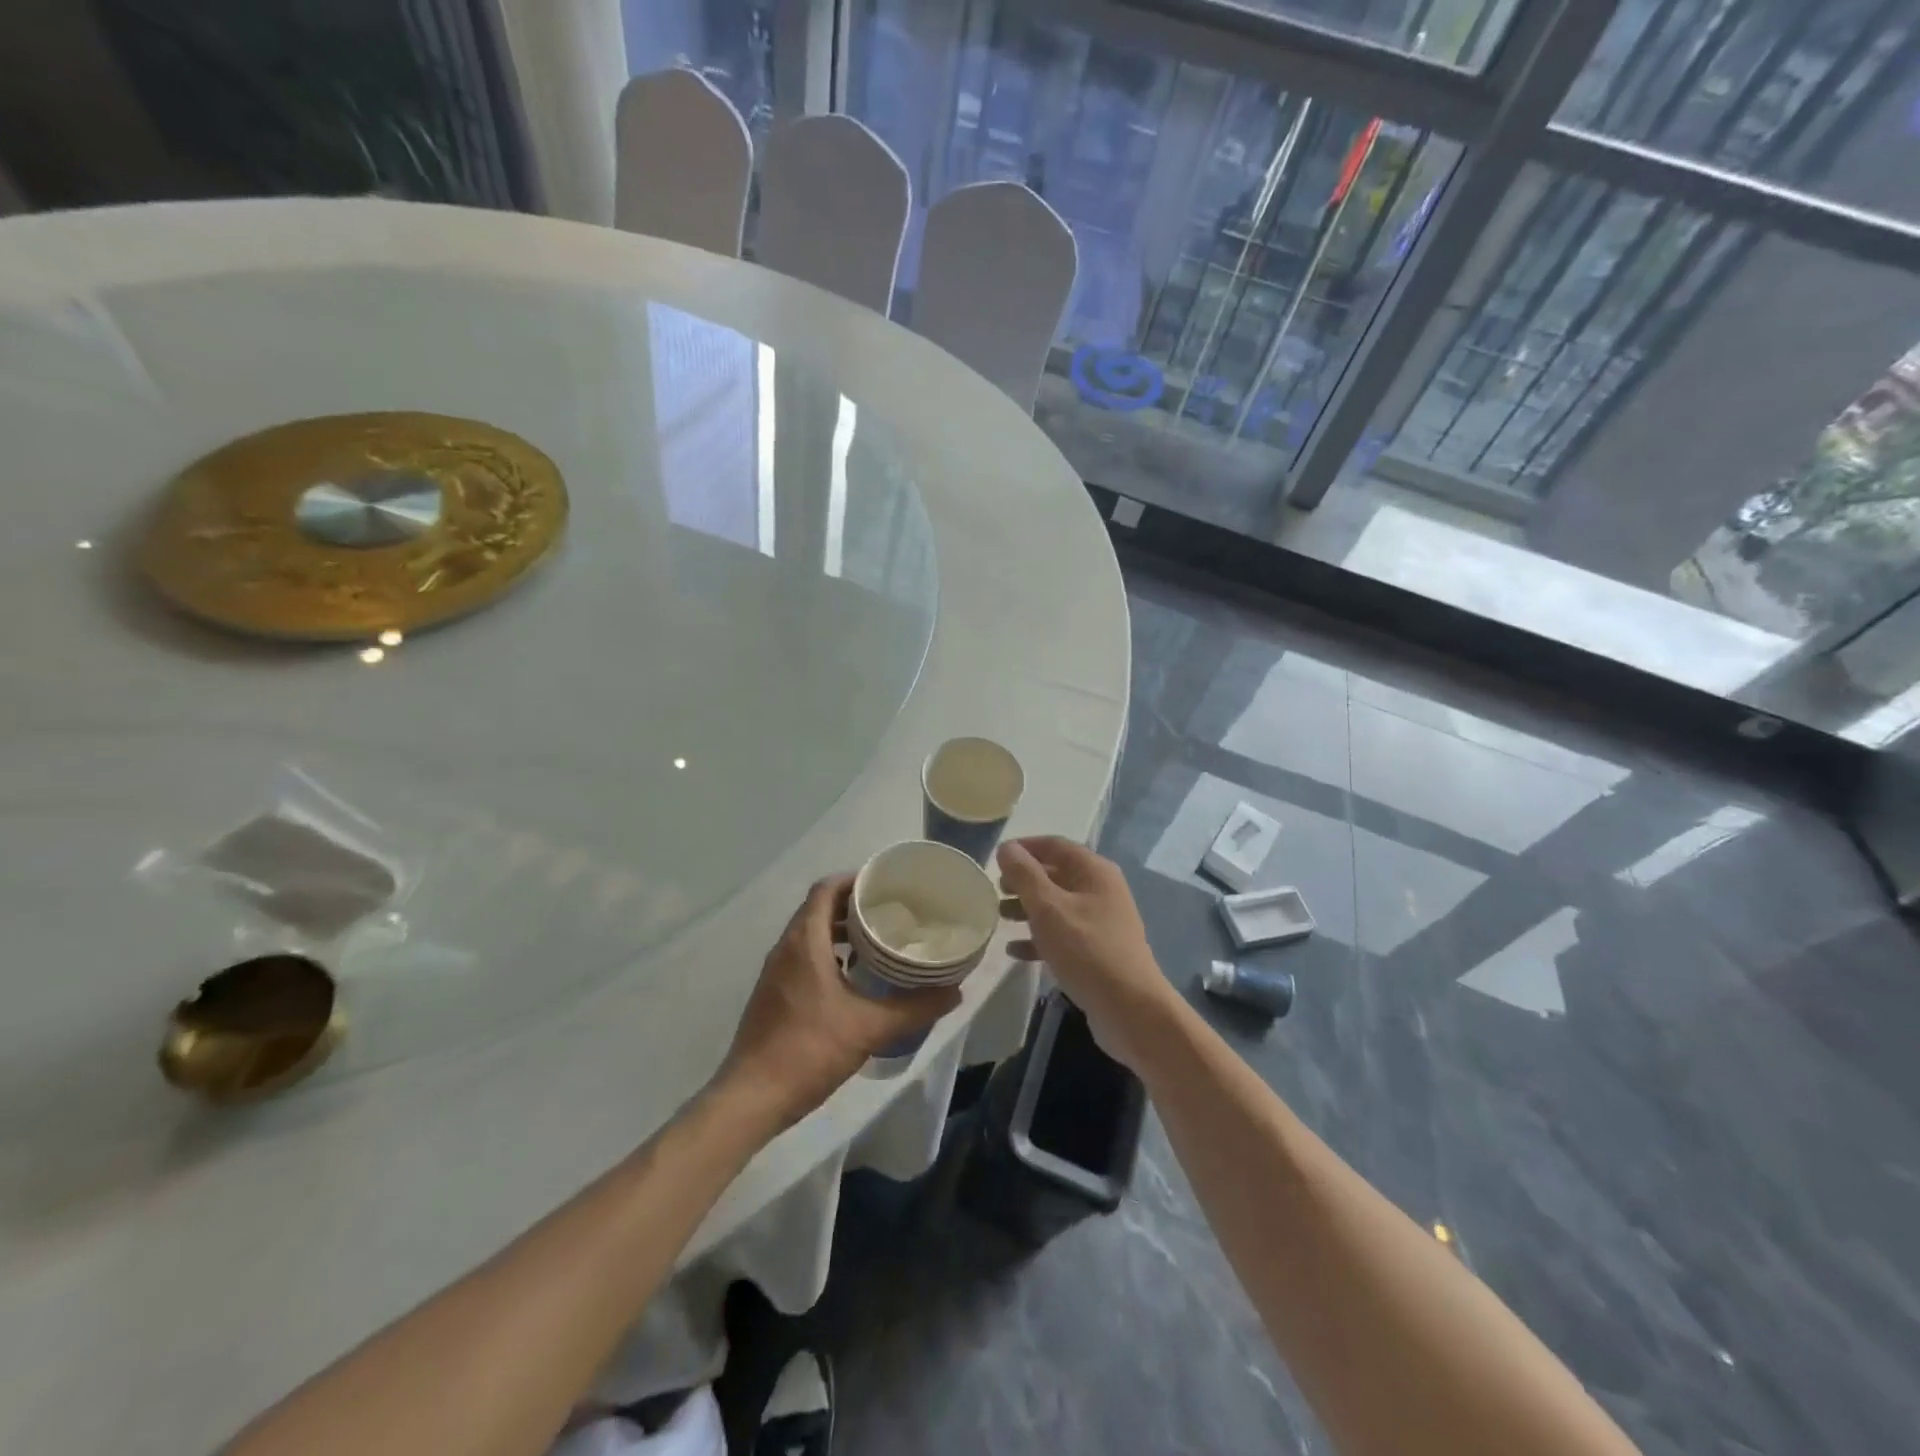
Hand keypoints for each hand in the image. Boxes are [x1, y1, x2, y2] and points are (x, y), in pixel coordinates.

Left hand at [715, 875, 962, 1131]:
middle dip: (853, 904)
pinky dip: (828, 953)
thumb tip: (955, 992)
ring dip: (840, 930)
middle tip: (890, 911)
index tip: (886, 885)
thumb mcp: (870, 1027)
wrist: (752, 1097)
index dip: (855, 880)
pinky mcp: (773, 993)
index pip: (826, 889)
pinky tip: (853, 977)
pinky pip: (803, 956)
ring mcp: (775, 971)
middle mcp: (785, 947)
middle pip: (819, 908)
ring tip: (877, 941)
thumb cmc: (809, 1050)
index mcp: (804, 942)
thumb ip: (914, 1007)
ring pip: (810, 933)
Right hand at [997, 837, 1172, 1070]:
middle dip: (1023, 881)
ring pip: (1057, 906)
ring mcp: (1101, 921)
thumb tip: (1007, 847)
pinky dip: (1038, 937)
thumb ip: (1025, 875)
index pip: (1055, 845)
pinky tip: (1014, 951)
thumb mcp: (1049, 908)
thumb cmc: (1087, 950)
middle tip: (994, 892)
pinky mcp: (1096, 950)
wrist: (1130, 1009)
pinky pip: (1062, 934)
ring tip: (999, 918)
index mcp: (1094, 871)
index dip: (1024, 848)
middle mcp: (1100, 890)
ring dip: (1027, 909)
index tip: (996, 859)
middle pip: (1055, 874)